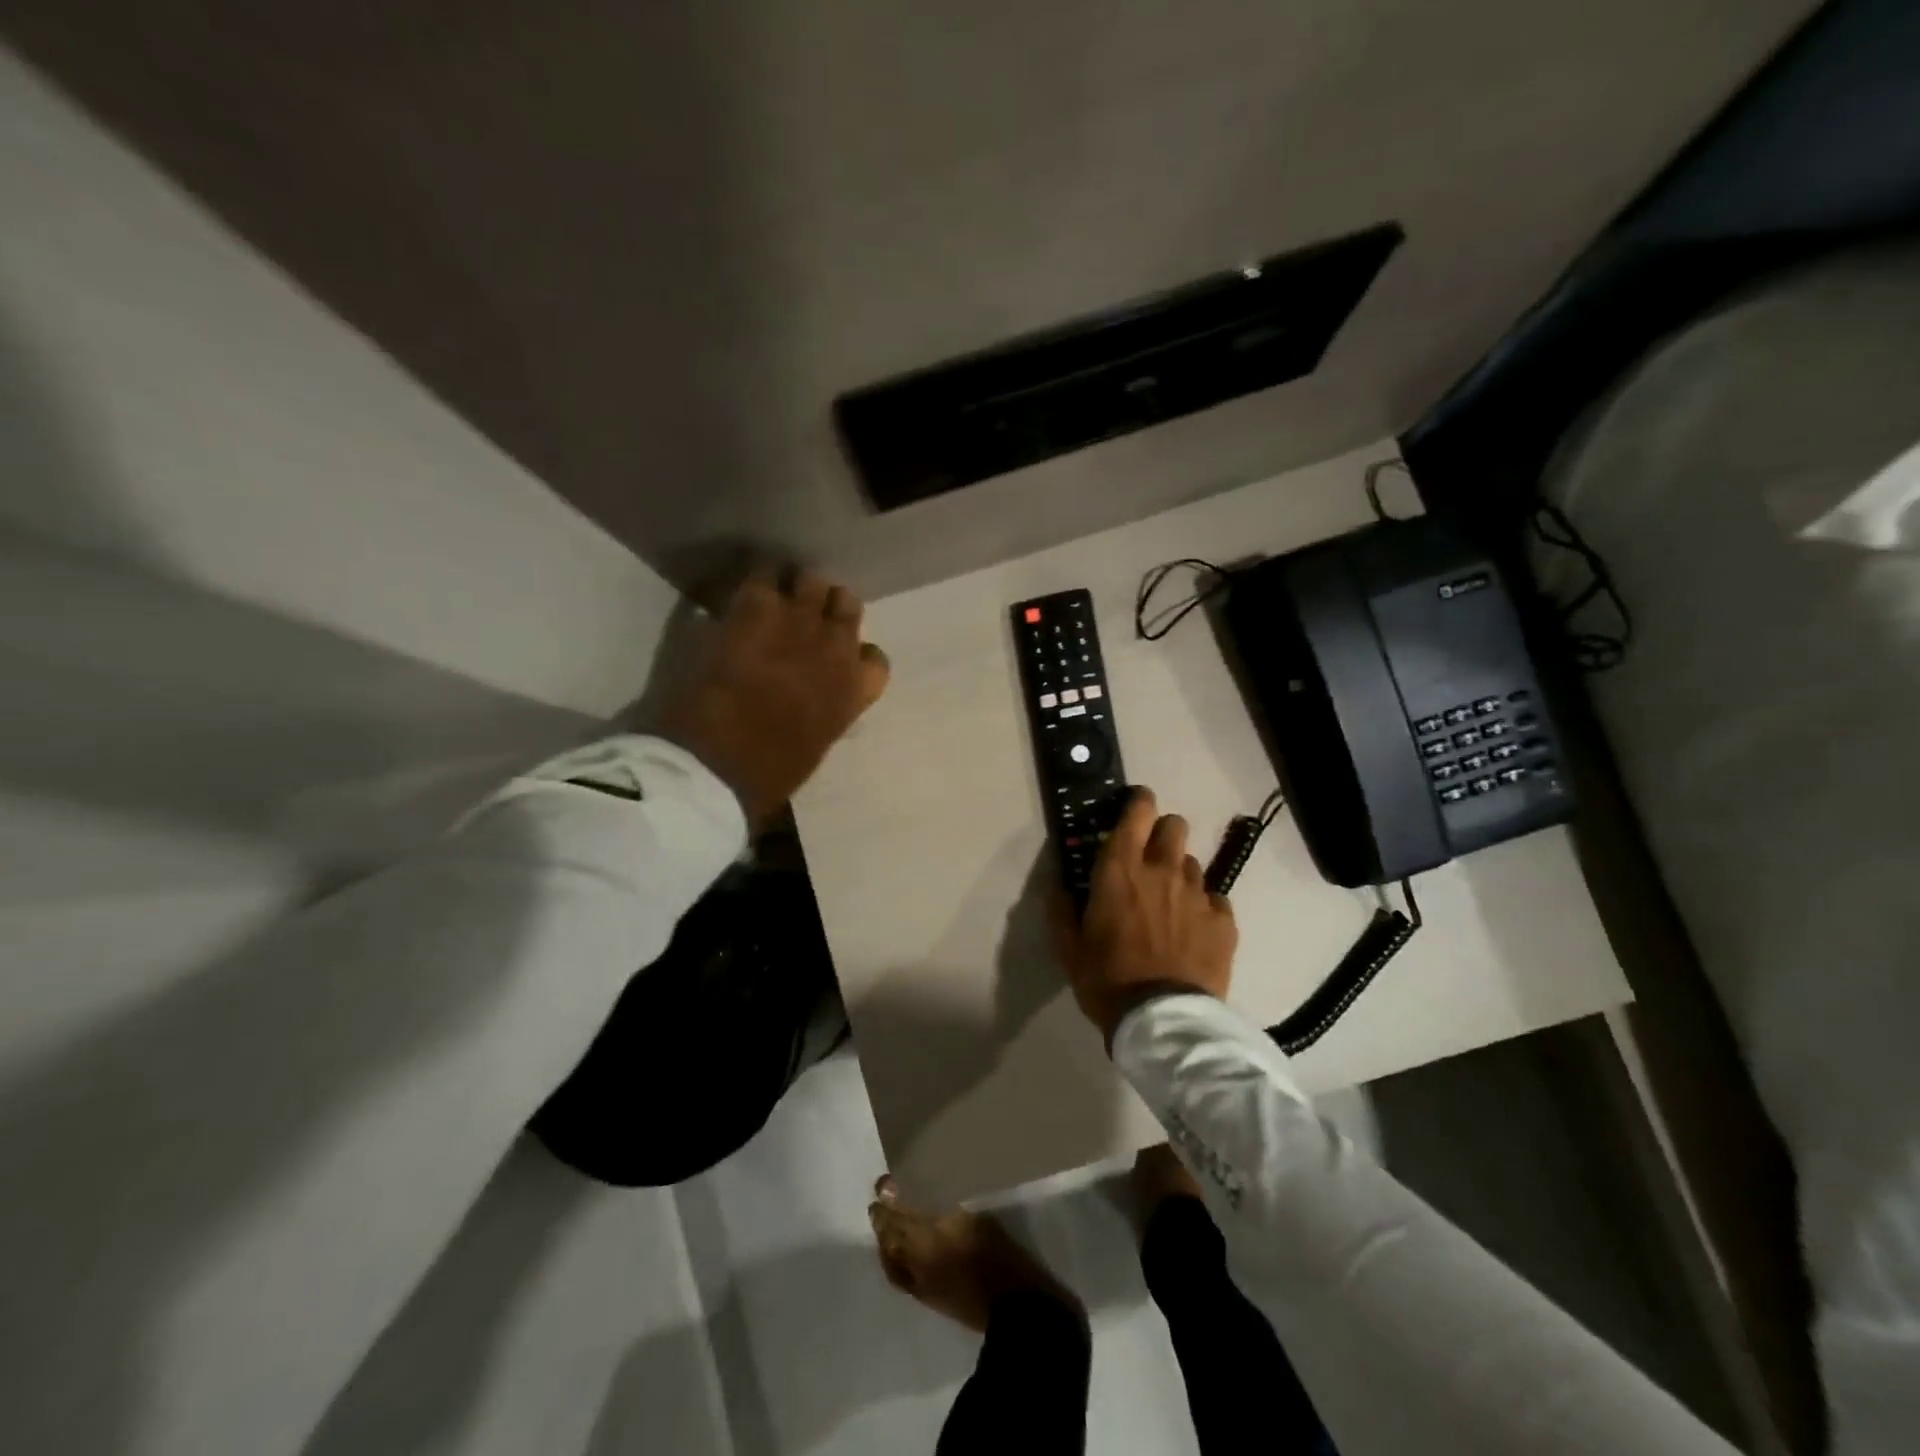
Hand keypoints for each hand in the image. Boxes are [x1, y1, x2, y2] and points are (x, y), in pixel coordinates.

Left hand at [657, 567, 889, 826]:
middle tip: (802, 617)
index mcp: (855, 691)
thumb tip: (814, 706)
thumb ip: (826, 714)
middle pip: (847, 604)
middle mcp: (837, 648)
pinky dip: (755, 580)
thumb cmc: (768, 774)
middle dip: (828, 608)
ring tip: (773, 597)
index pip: (876, 659)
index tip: (836, 661)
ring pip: (813, 581)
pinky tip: (741, 594)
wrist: (720, 761)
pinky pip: (764, 574)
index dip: (856, 656)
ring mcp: (799, 622)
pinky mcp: (757, 608)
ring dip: (796, 588)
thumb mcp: (815, 747)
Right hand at [1049, 787, 1237, 1041]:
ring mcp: (1197, 893)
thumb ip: (1061, 909)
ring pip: (1192, 863)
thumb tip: (1058, 886)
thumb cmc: (1107, 979)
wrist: (1162, 1021)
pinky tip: (1192, 929)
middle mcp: (1162, 870)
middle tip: (1149, 857)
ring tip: (1170, 902)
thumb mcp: (1069, 947)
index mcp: (1120, 869)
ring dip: (1179, 873)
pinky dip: (1202, 905)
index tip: (1135, 805)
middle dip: (1162, 832)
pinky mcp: (1223, 920)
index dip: (1138, 801)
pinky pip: (1214, 897)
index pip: (1138, 812)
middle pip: (1174, 825)